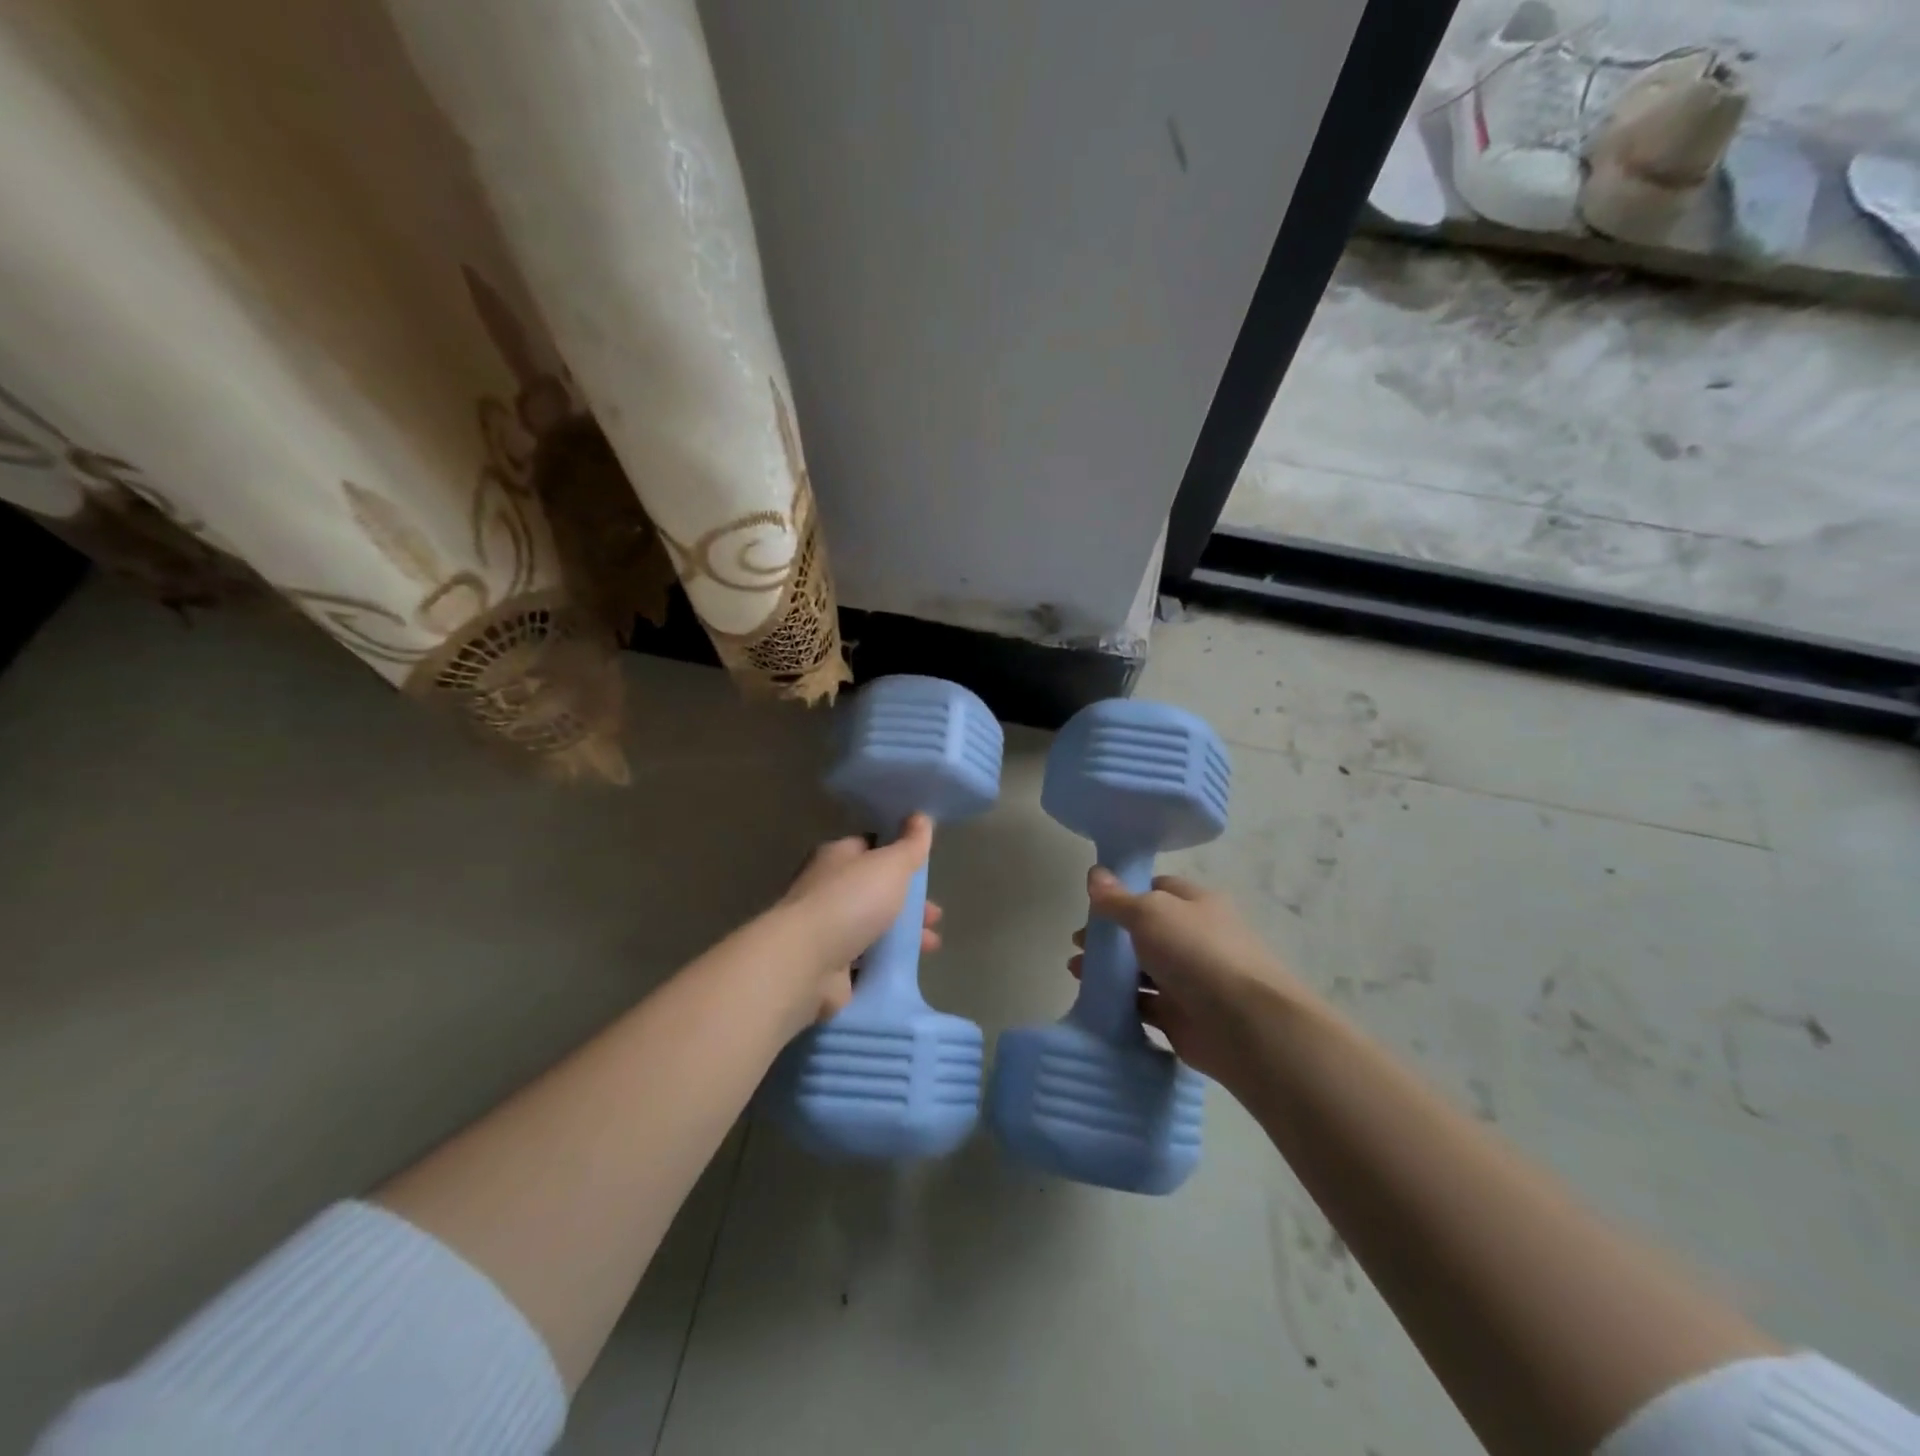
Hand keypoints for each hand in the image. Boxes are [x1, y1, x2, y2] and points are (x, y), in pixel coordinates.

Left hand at [774, 815, 941, 1028]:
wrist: (805, 962)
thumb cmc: (850, 902)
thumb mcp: (890, 865)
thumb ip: (910, 845)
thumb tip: (921, 817)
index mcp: (836, 857)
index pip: (869, 848)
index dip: (898, 856)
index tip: (924, 869)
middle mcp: (826, 889)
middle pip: (874, 891)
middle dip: (908, 903)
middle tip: (935, 915)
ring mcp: (824, 930)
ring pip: (872, 927)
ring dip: (902, 935)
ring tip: (931, 946)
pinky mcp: (826, 965)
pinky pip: (864, 960)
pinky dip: (885, 962)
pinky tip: (907, 966)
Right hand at [1069, 869, 1305, 1084]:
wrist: (1244, 1025)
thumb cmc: (1196, 953)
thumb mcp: (1149, 913)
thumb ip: (1117, 898)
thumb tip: (1095, 873)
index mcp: (1196, 904)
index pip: (1157, 888)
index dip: (1125, 893)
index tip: (1093, 904)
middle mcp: (1195, 938)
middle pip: (1145, 931)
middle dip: (1110, 936)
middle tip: (1078, 944)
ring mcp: (1189, 979)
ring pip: (1142, 969)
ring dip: (1110, 969)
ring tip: (1076, 972)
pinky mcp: (1181, 1016)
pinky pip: (1144, 1004)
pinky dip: (1121, 1001)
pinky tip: (1095, 1000)